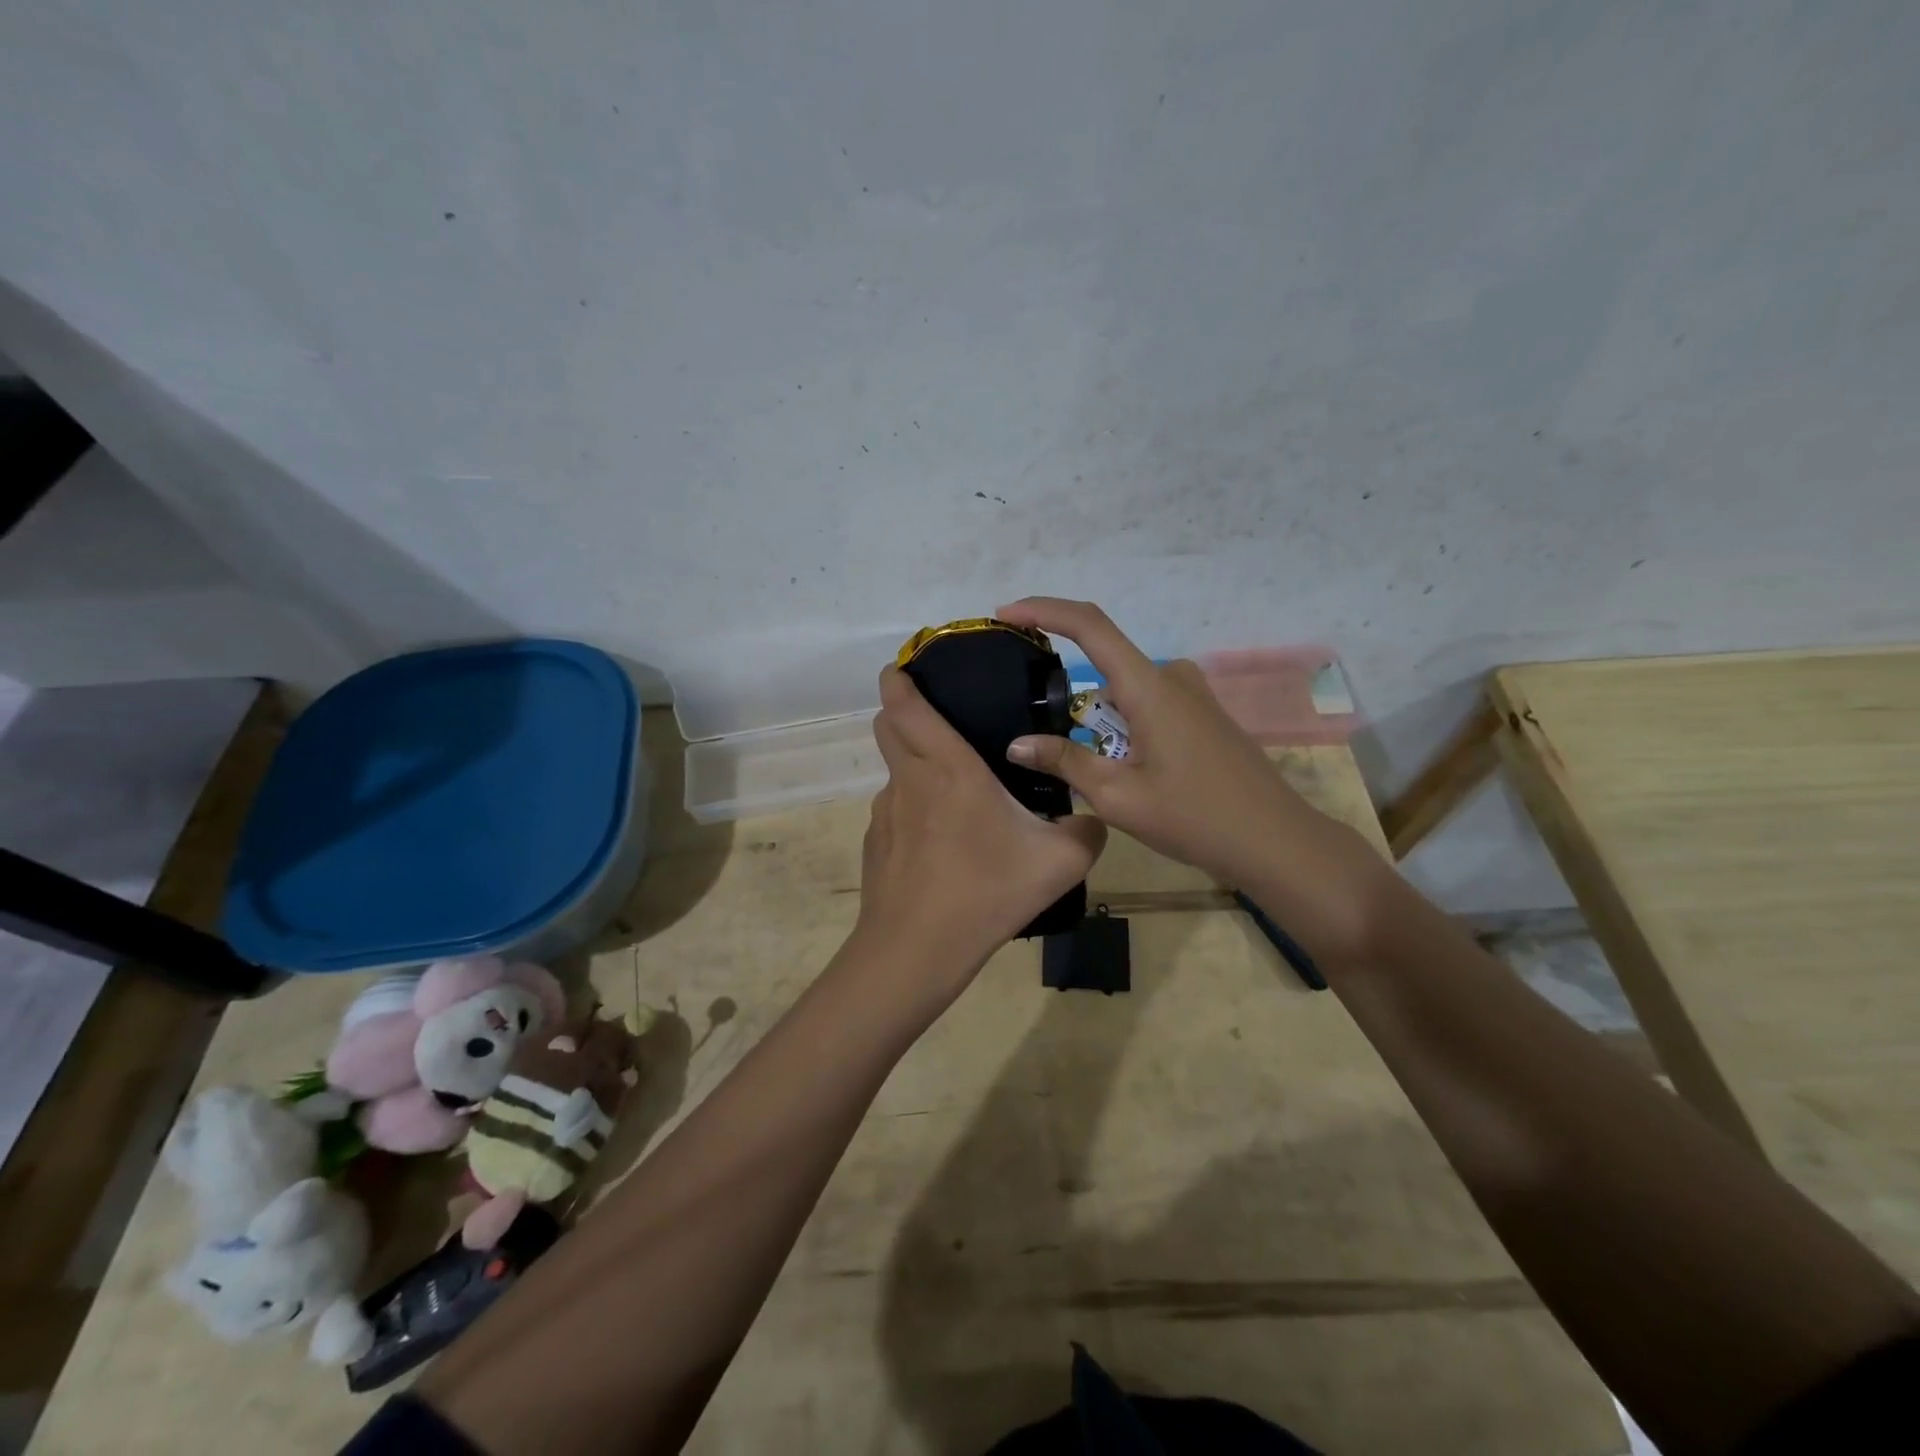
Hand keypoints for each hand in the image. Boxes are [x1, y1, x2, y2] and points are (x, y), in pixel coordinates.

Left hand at [851, 666, 1106, 1003]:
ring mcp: (885, 813)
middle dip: (902, 711)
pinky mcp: (876, 844)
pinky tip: (941, 847)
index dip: (898, 679)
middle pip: (887, 726)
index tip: (904, 665)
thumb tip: (1091, 818)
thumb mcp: (1059, 863)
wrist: (917, 951)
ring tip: (956, 798)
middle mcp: (909, 780)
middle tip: (939, 718)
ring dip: (916, 767)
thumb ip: (1087, 831)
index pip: (904, 705)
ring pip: (894, 772)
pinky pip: (896, 812)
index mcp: (948, 768)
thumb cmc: (986, 892)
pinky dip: (914, 811)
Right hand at [997, 598, 1353, 892]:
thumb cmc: (1194, 817)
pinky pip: (1147, 705)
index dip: (1044, 609)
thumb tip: (1017, 745)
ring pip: (1125, 692)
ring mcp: (1192, 694)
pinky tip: (1126, 771)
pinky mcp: (1202, 714)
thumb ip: (1066, 762)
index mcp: (1149, 686)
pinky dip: (1123, 727)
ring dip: (1100, 722)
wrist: (1275, 841)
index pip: (1089, 625)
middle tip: (1050, 747)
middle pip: (1104, 665)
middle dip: (1072, 699)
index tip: (1007, 613)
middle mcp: (1171, 677)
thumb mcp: (1119, 796)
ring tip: (1096, 775)